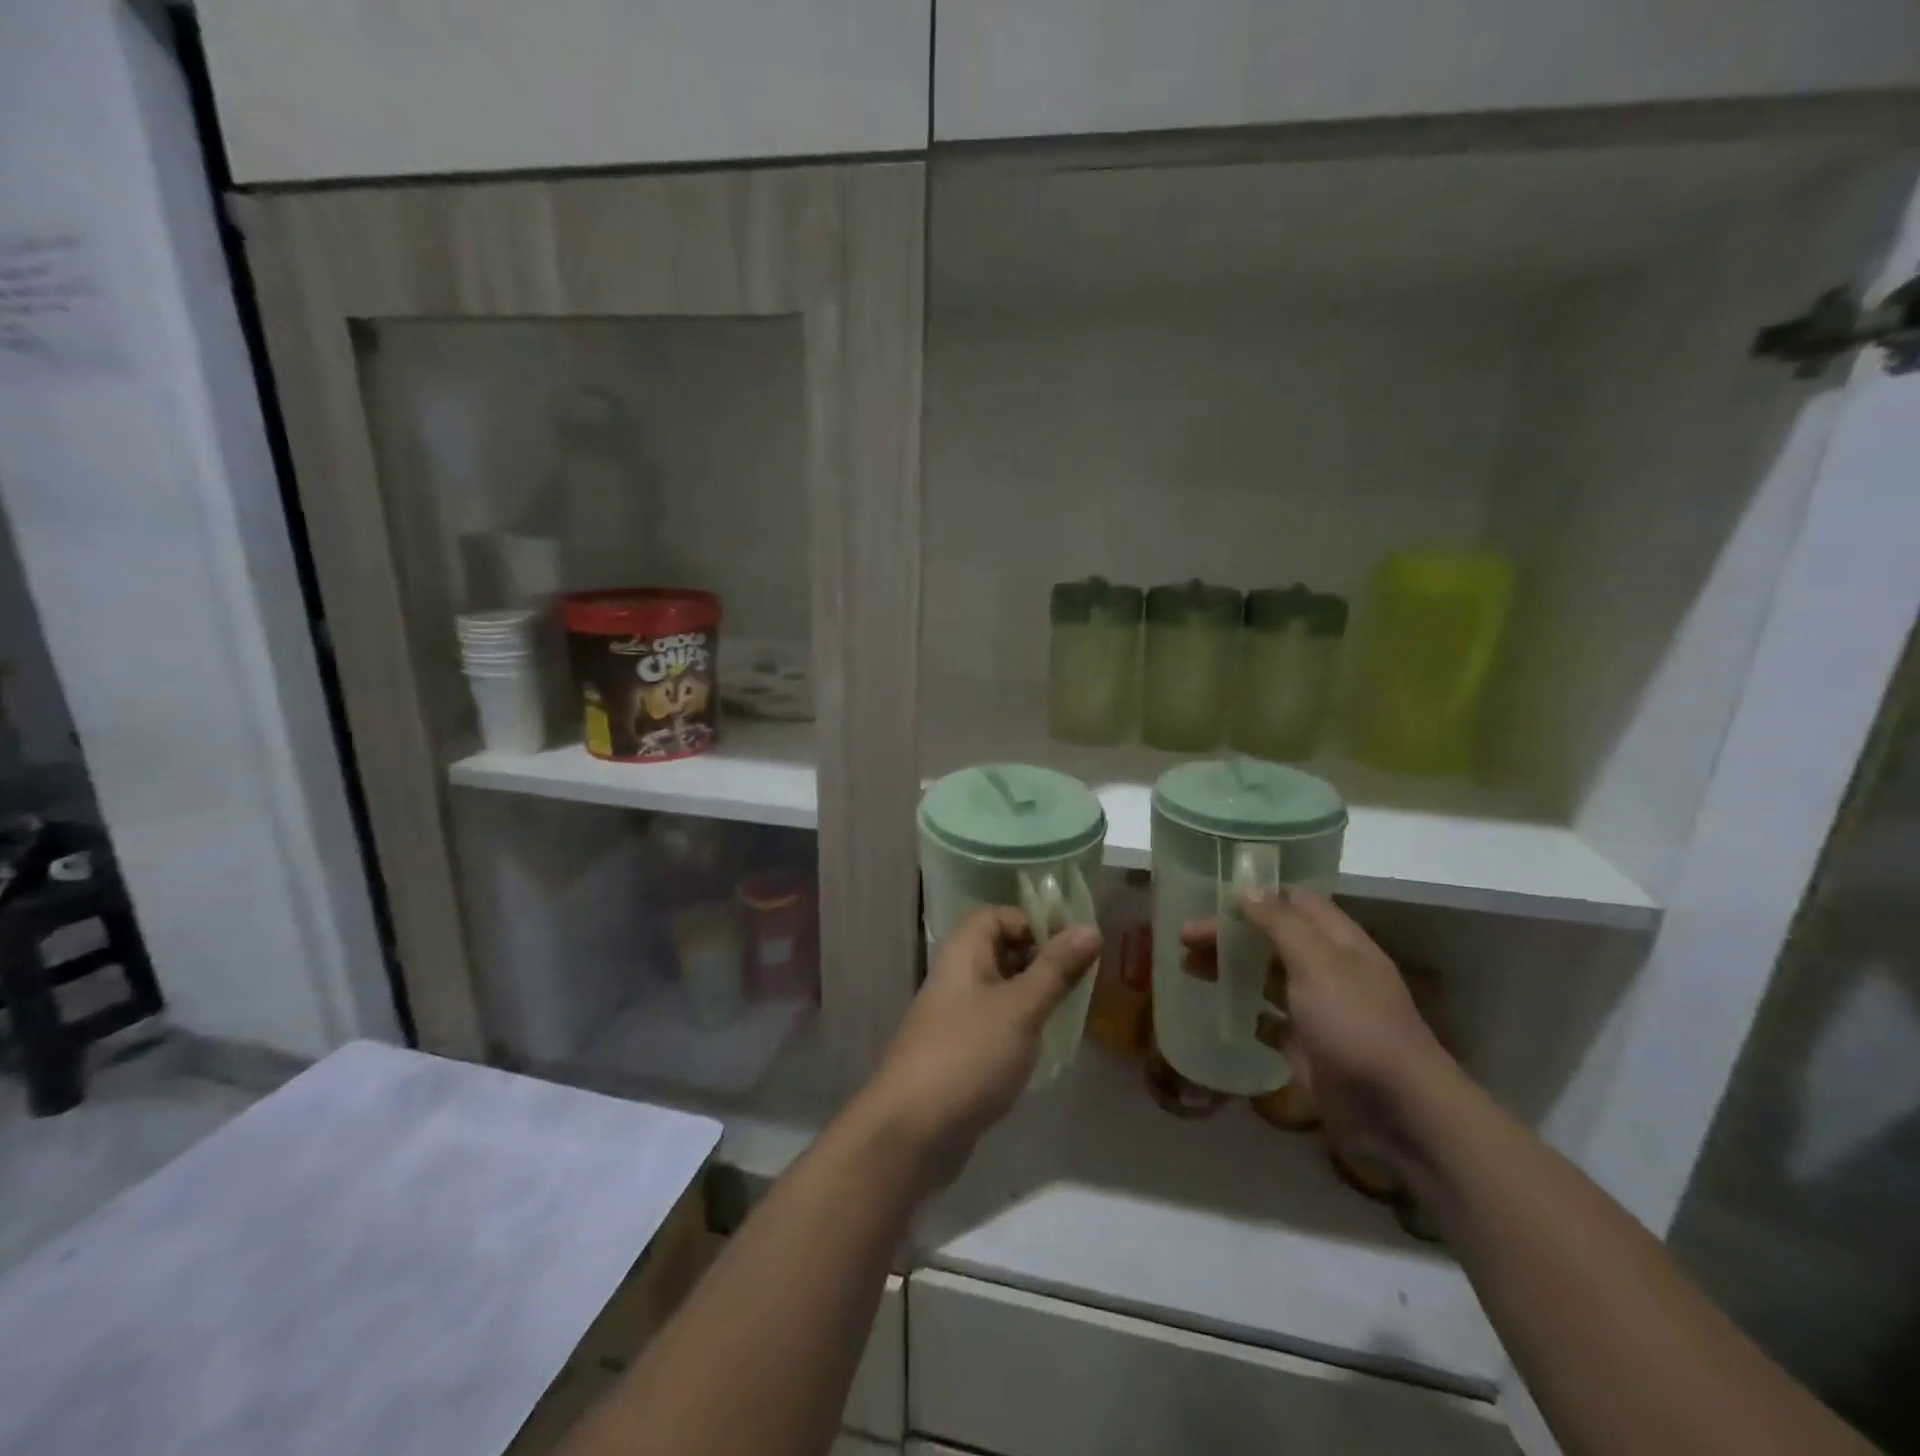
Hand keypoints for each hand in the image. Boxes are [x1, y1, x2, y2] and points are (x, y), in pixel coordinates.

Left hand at [860, 907, 1100, 1189]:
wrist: (912, 1131)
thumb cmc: (969, 1054)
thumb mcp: (1021, 1007)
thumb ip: (1057, 968)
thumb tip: (1091, 928)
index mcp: (963, 951)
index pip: (999, 915)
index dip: (1034, 925)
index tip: (1070, 951)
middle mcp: (955, 975)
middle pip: (1001, 950)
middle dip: (1041, 962)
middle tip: (1079, 984)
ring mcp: (954, 1014)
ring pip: (1001, 989)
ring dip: (1034, 996)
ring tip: (1068, 1015)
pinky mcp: (958, 1050)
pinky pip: (994, 1022)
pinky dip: (1019, 1027)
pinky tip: (1042, 1048)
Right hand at [1182, 890, 1454, 1178]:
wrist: (1397, 1113)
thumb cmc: (1356, 1025)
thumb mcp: (1318, 963)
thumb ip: (1281, 924)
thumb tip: (1248, 889)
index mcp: (1339, 943)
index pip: (1297, 903)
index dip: (1259, 894)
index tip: (1215, 893)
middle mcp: (1329, 971)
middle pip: (1273, 939)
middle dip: (1231, 933)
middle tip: (1185, 935)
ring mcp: (1318, 1011)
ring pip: (1266, 977)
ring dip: (1230, 967)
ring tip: (1186, 965)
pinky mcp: (1306, 1047)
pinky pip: (1268, 1020)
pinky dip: (1243, 1010)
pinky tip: (1214, 1006)